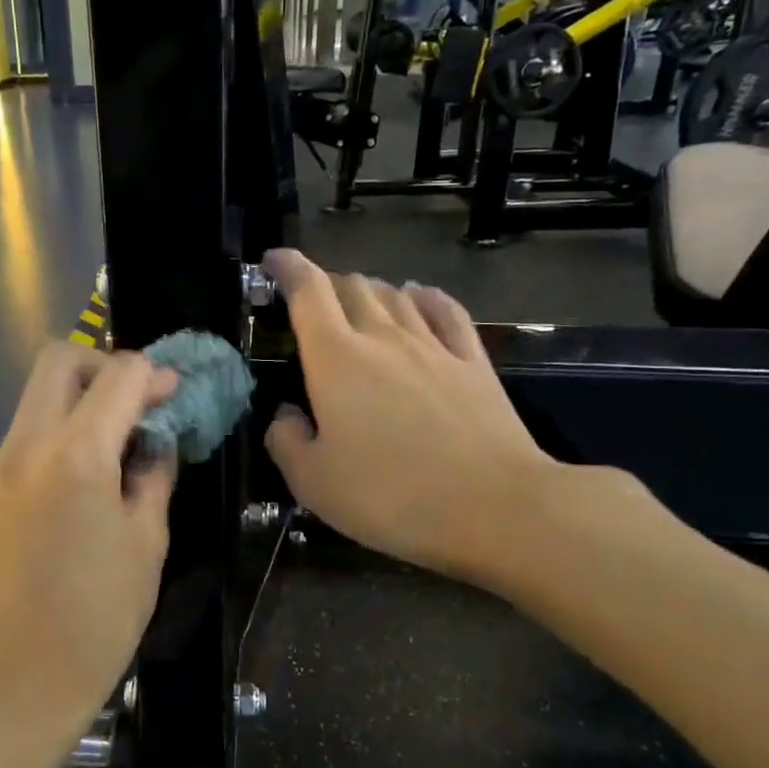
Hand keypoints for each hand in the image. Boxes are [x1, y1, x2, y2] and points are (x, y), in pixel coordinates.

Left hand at [0, 343, 177, 767]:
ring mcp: (2, 461)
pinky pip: (30, 425)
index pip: (119, 374)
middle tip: (139, 403)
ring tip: (120, 433)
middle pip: (61, 359)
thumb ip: (153, 473)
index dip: (155, 375)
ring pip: (39, 390)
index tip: (175, 397)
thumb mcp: (147, 541)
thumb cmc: (99, 616)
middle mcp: (29, 443)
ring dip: (83, 393)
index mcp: (77, 455)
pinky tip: (91, 462)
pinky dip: (63, 421)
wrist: (18, 674)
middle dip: (107, 365)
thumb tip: (156, 439)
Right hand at [263, 248, 576, 590]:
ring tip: (358, 300)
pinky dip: (425, 297)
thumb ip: (286, 442)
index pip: (308, 292)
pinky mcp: (474, 362)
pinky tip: (420, 297)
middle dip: (326, 282)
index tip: (274, 259)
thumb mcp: (312, 483)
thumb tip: (287, 416)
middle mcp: (383, 338)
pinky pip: (446, 311)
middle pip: (352, 286)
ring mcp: (434, 346)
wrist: (494, 508)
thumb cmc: (390, 496)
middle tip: (313, 300)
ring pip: (396, 295)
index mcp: (336, 359)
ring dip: (371, 290)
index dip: (287, 268)